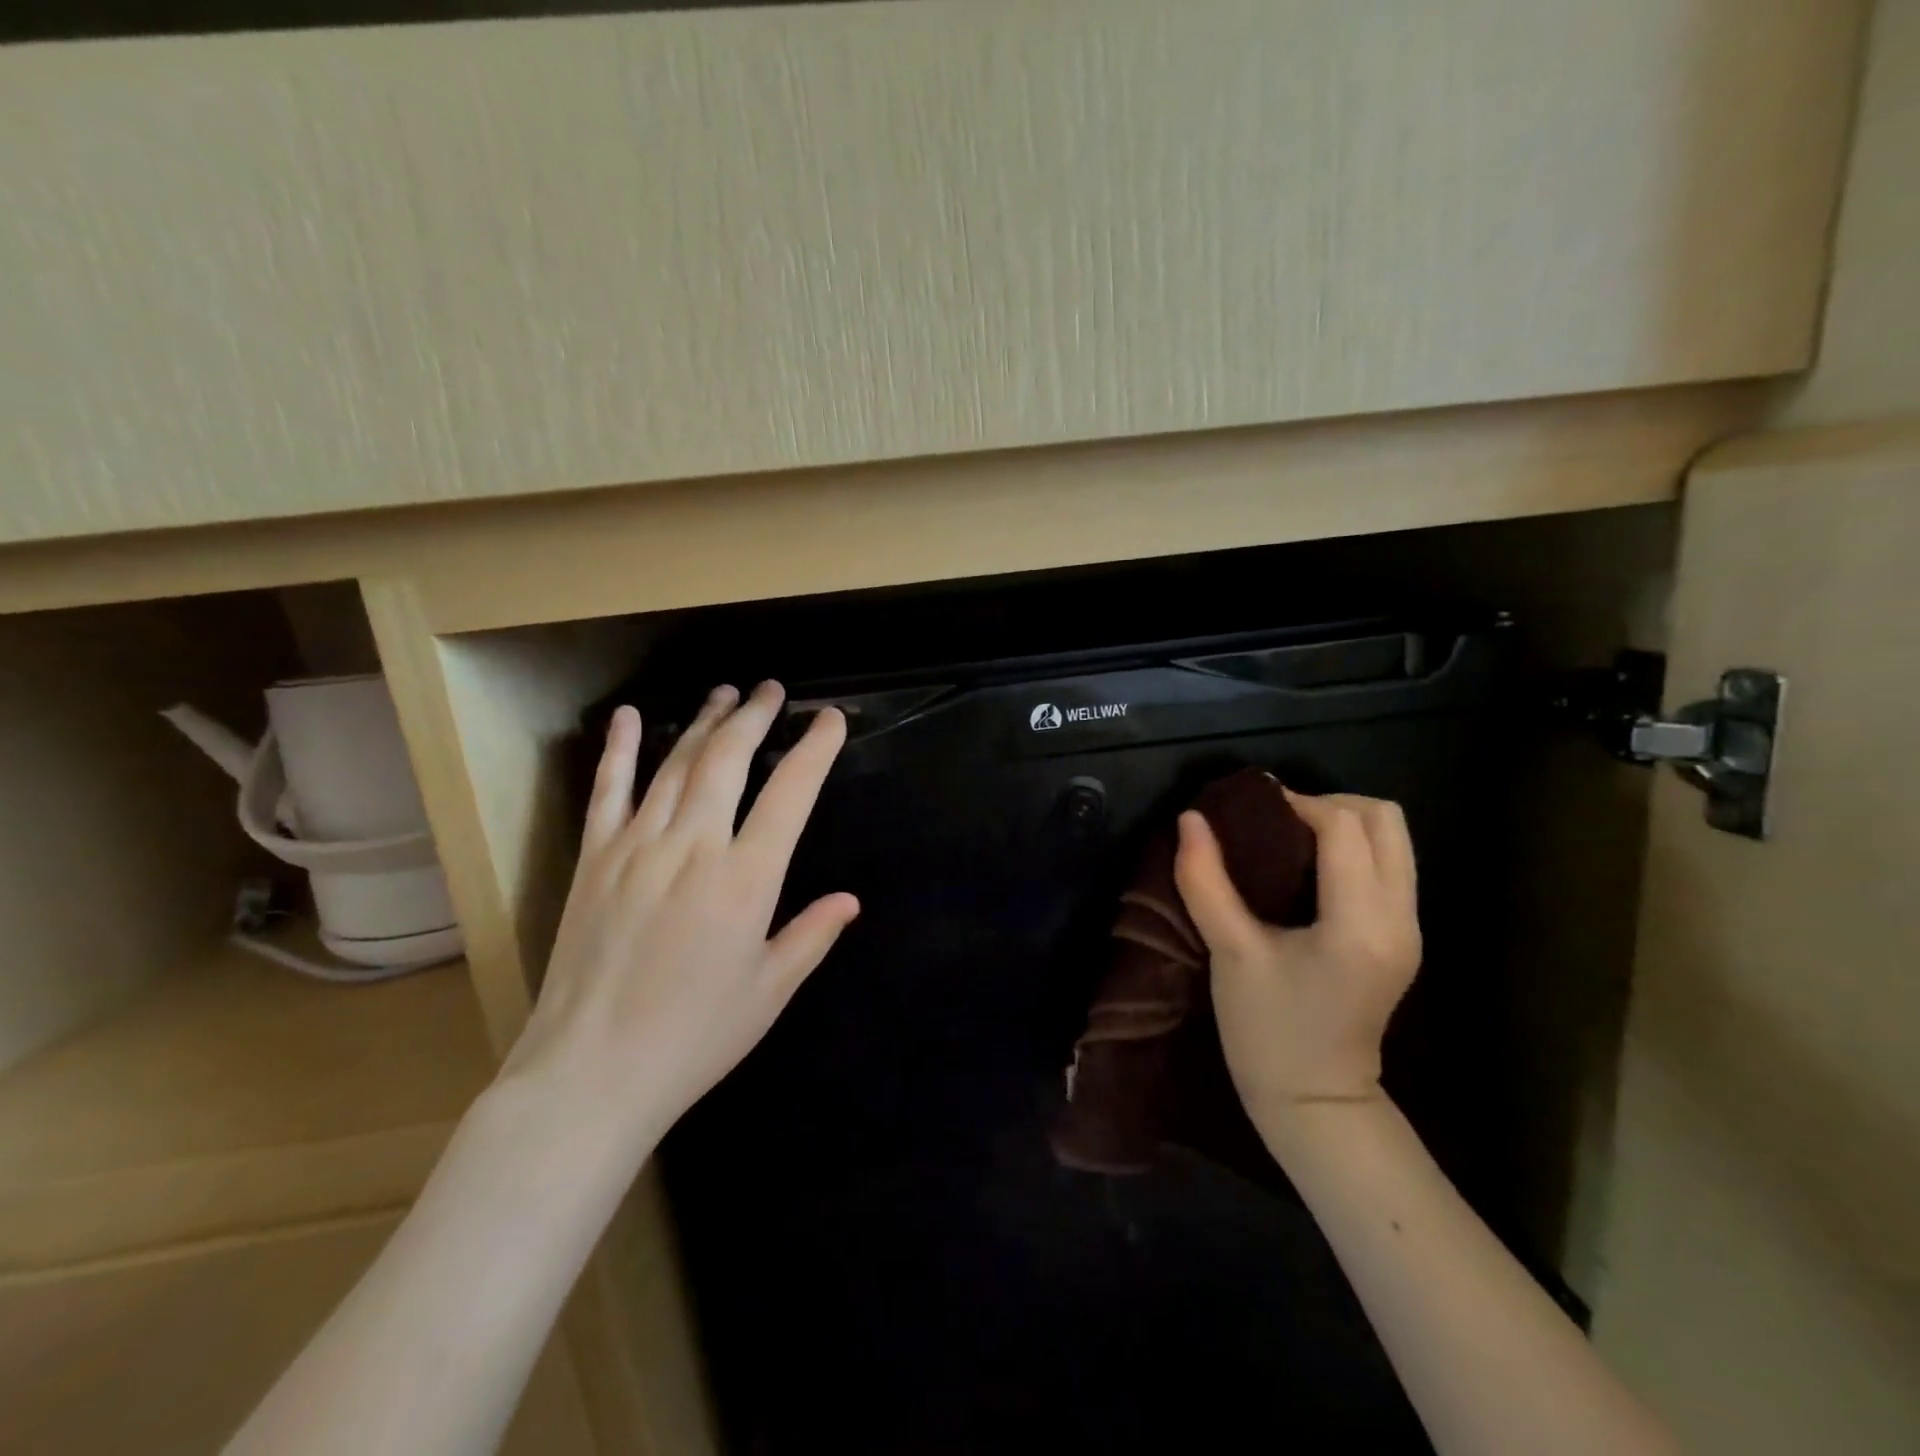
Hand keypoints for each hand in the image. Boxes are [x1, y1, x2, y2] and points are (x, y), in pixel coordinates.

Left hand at [500, 682, 858, 1156]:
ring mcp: (637, 847)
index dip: (815, 749)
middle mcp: (693, 847)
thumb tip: (849, 900)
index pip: (791, 794)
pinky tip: (630, 717)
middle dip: (755, 717)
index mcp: (745, 879)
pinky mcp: (595, 860)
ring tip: (726, 694)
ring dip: (705, 723)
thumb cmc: (694, 1037)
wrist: (590, 1074)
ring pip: (677, 765)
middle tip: (772, 690)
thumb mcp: (769, 991)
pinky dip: (621, 750)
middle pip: (729, 760)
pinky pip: (609, 792)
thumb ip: (811, 936)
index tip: (829, 719)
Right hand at [1173, 790, 1420, 1113]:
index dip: (1296, 802)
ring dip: (1344, 823)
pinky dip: (1352, 848)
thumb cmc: (1268, 1031)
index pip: (1344, 827)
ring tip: (1289, 837)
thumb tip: (1190, 819)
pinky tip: (1307, 867)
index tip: (1250, 808)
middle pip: (1386, 820)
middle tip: (1276, 819)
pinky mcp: (1402, 937)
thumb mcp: (1230, 953)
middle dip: (1330, 803)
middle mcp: (1400, 918)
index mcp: (1360, 923)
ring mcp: (1410, 928)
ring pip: (1395, 840)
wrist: (1315, 1102)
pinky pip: (1389, 865)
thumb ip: (1206, 881)